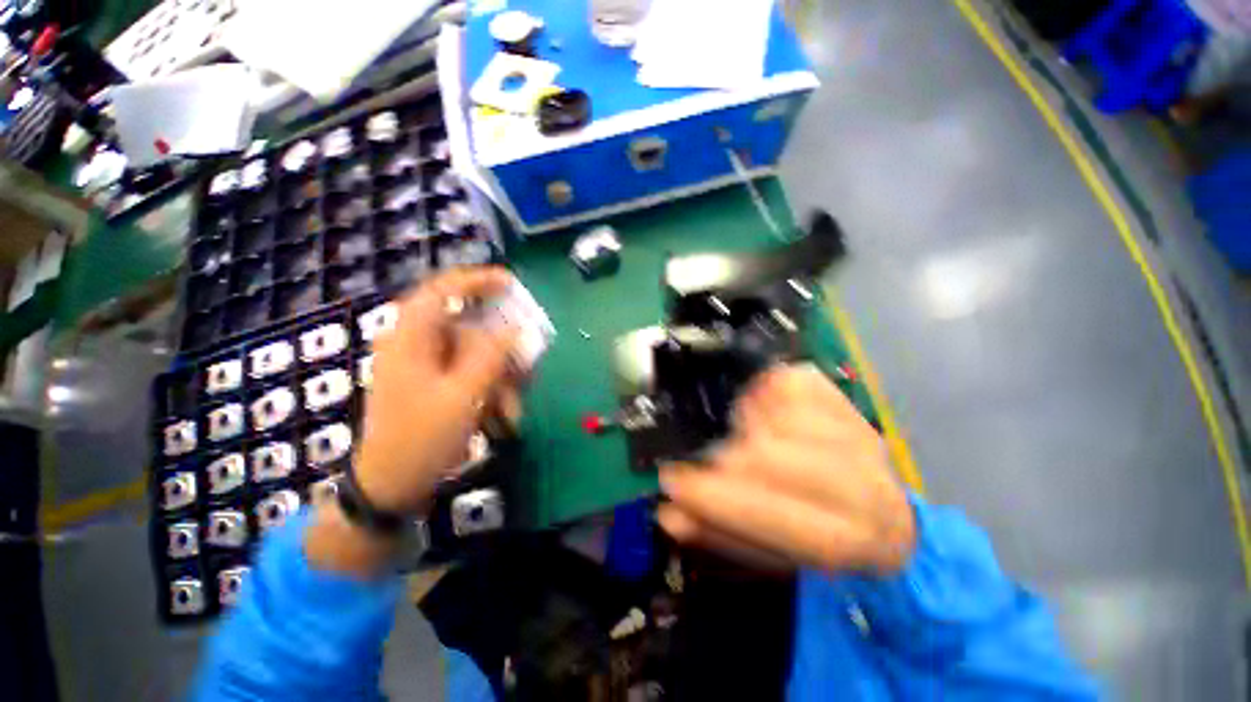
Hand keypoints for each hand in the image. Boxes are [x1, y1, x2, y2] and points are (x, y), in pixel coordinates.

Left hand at [353, 266, 517, 514]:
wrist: (392, 487)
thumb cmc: (421, 439)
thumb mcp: (463, 395)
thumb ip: (491, 355)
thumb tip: (515, 326)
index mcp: (411, 338)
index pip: (443, 290)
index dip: (478, 280)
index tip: (512, 283)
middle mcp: (416, 344)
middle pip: (469, 329)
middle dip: (502, 352)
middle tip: (526, 371)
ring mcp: (426, 366)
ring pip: (476, 356)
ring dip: (500, 379)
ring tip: (512, 410)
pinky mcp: (435, 383)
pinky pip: (471, 374)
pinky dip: (490, 390)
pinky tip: (501, 415)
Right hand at [658, 365, 916, 576]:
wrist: (889, 517)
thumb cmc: (820, 540)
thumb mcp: (775, 555)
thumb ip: (721, 534)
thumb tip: (670, 515)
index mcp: (850, 537)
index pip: (778, 518)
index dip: (719, 501)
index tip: (672, 482)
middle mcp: (864, 481)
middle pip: (772, 455)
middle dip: (728, 456)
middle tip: (712, 458)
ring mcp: (856, 430)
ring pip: (778, 413)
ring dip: (747, 422)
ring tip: (744, 432)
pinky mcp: (844, 398)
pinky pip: (790, 381)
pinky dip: (764, 391)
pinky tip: (762, 407)